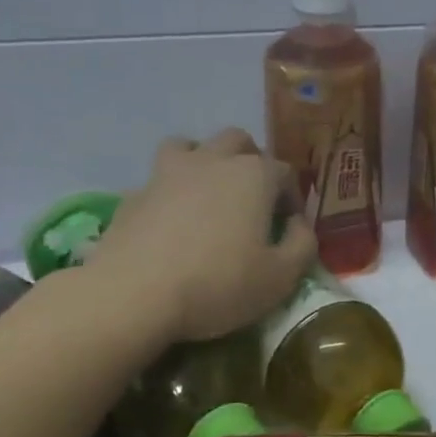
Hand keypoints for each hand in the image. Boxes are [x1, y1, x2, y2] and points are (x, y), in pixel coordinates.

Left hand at [84, 130, 316, 343]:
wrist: (133, 295)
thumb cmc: (218, 284)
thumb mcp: (281, 277)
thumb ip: (302, 245)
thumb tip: (298, 225)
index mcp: (253, 175)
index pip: (285, 171)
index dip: (292, 197)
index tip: (288, 227)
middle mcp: (212, 161)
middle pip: (238, 141)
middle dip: (252, 161)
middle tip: (253, 198)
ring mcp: (167, 173)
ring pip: (190, 145)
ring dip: (205, 160)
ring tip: (208, 193)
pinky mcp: (133, 194)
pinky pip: (158, 180)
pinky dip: (170, 192)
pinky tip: (170, 222)